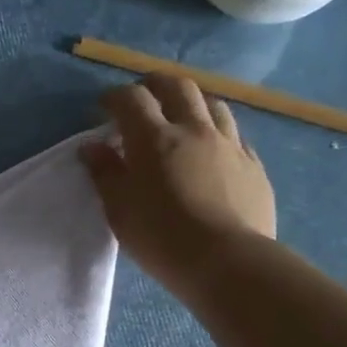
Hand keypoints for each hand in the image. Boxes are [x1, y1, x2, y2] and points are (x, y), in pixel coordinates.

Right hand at [80, 76, 277, 301]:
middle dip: (156, 84)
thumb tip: (92, 147)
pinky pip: (236, 136)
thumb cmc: (161, 237)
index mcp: (155, 138)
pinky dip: (218, 134)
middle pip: (178, 87)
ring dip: (192, 104)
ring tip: (181, 119)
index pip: (131, 99)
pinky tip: (213, 151)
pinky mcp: (253, 165)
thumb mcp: (119, 209)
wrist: (227, 262)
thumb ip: (105, 173)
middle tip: (143, 96)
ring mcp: (230, 145)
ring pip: (213, 105)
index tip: (104, 107)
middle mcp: (194, 130)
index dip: (115, 97)